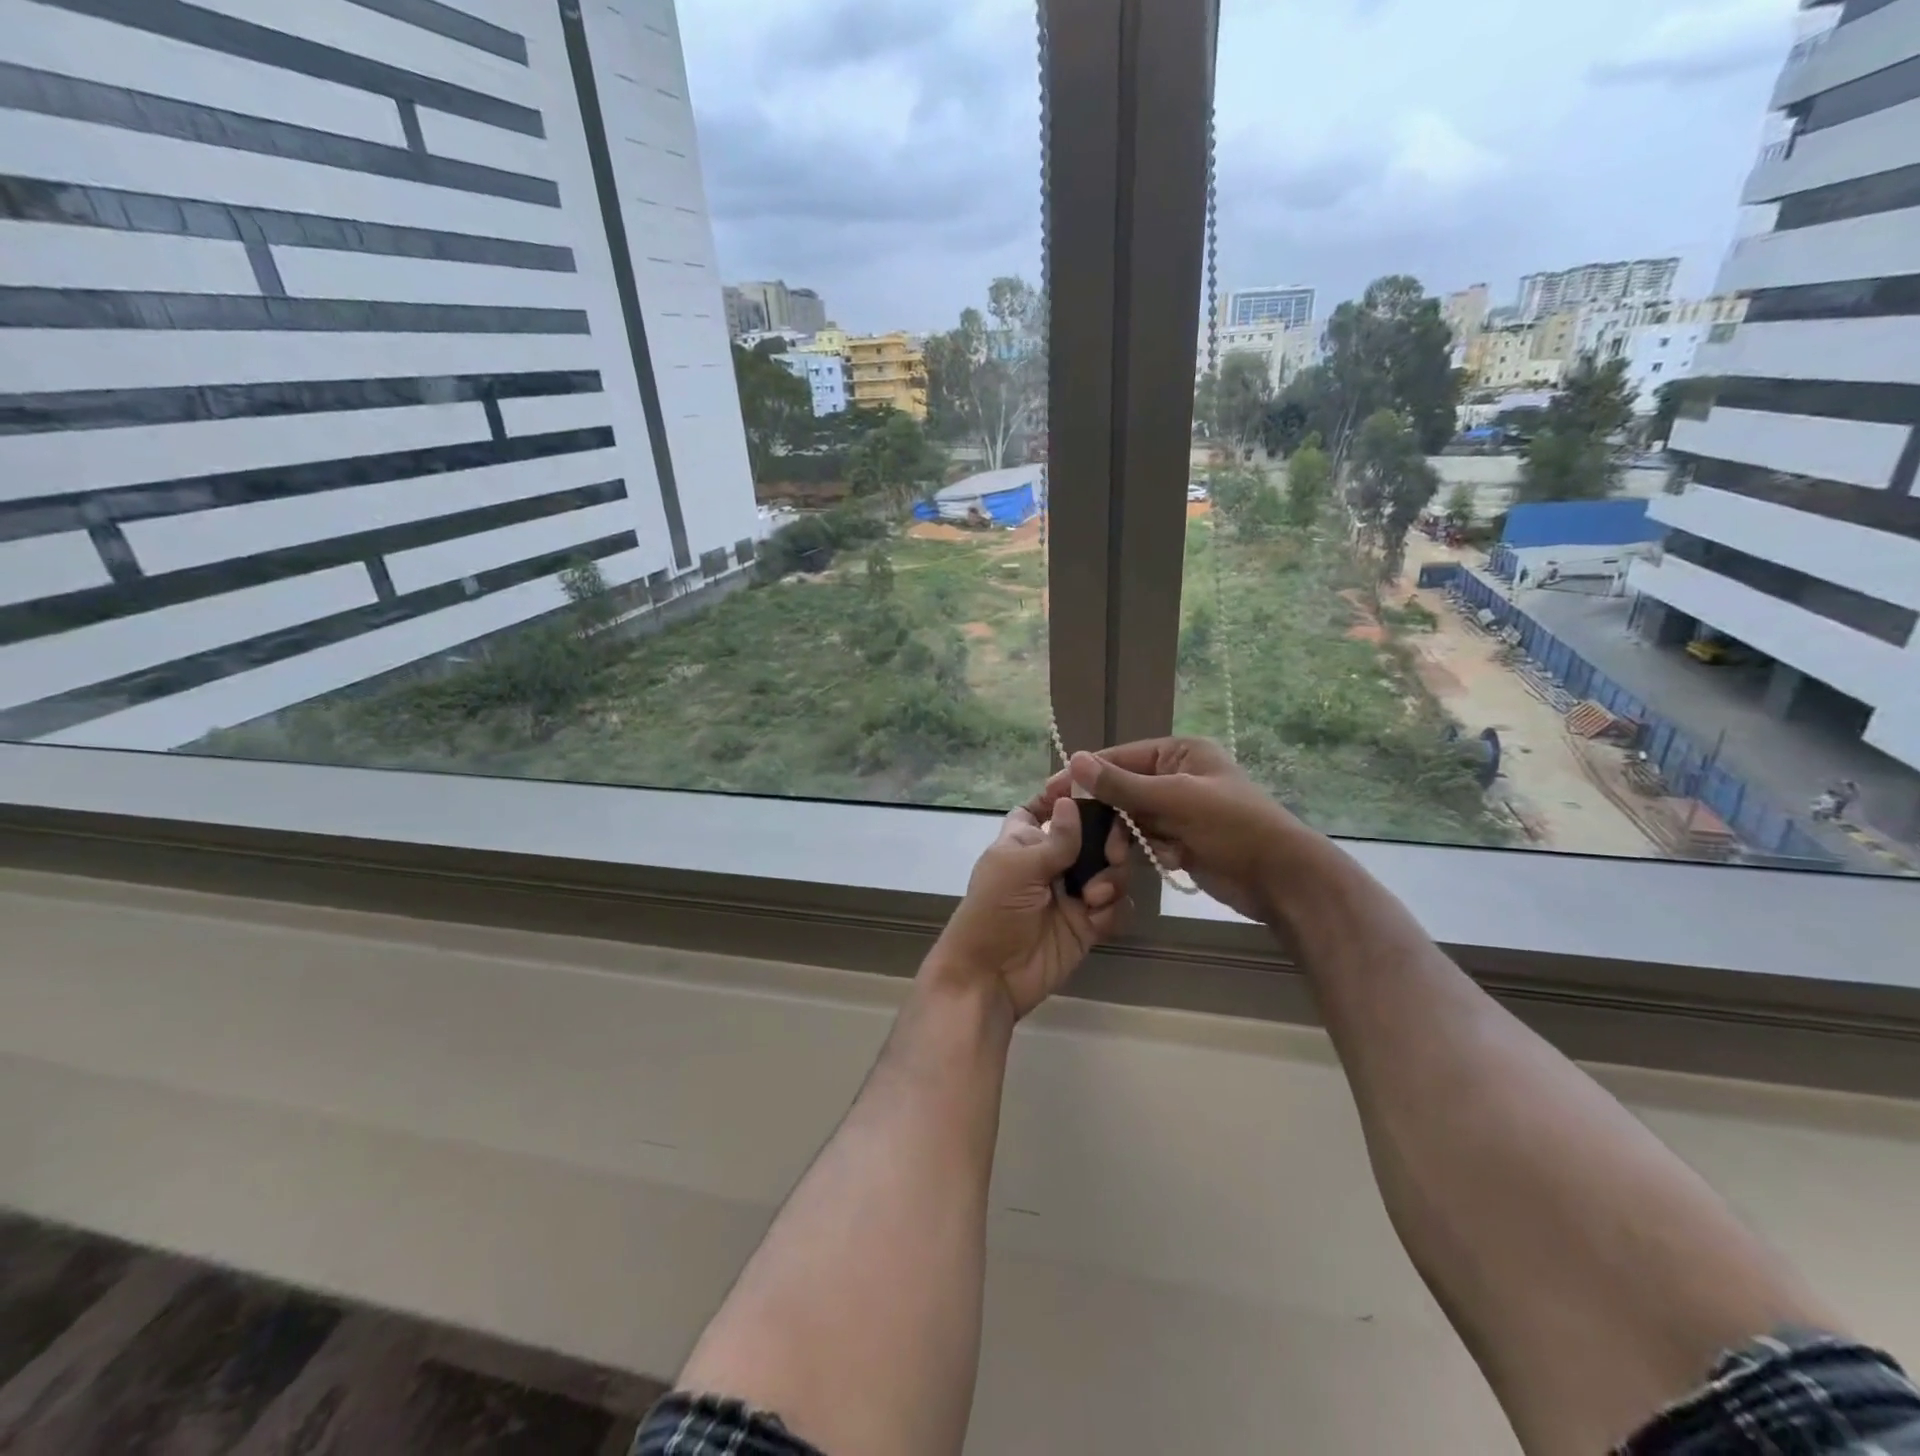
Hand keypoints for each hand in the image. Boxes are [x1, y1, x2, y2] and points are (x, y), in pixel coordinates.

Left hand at [927, 797, 1130, 1020]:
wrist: (990, 977)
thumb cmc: (993, 911)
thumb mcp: (1018, 867)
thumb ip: (1055, 839)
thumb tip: (1071, 800)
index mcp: (1026, 839)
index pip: (1046, 805)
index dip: (1067, 794)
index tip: (1094, 785)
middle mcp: (1053, 860)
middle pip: (1094, 833)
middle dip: (1110, 838)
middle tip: (1113, 852)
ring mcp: (1073, 891)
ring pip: (1112, 868)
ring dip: (1112, 877)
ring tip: (1094, 895)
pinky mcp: (1088, 923)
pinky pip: (1115, 905)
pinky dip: (1111, 908)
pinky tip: (1094, 918)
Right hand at [1025, 737, 1312, 924]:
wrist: (1282, 879)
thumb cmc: (1233, 826)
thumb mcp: (1176, 799)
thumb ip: (1123, 783)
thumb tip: (1075, 760)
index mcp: (1180, 753)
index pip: (1121, 757)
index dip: (1086, 774)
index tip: (1052, 792)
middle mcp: (1178, 776)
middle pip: (1124, 789)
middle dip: (1109, 814)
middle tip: (1077, 832)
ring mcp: (1181, 810)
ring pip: (1133, 819)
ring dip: (1128, 837)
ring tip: (1122, 856)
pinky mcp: (1183, 840)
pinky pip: (1149, 841)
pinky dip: (1149, 852)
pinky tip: (1165, 861)